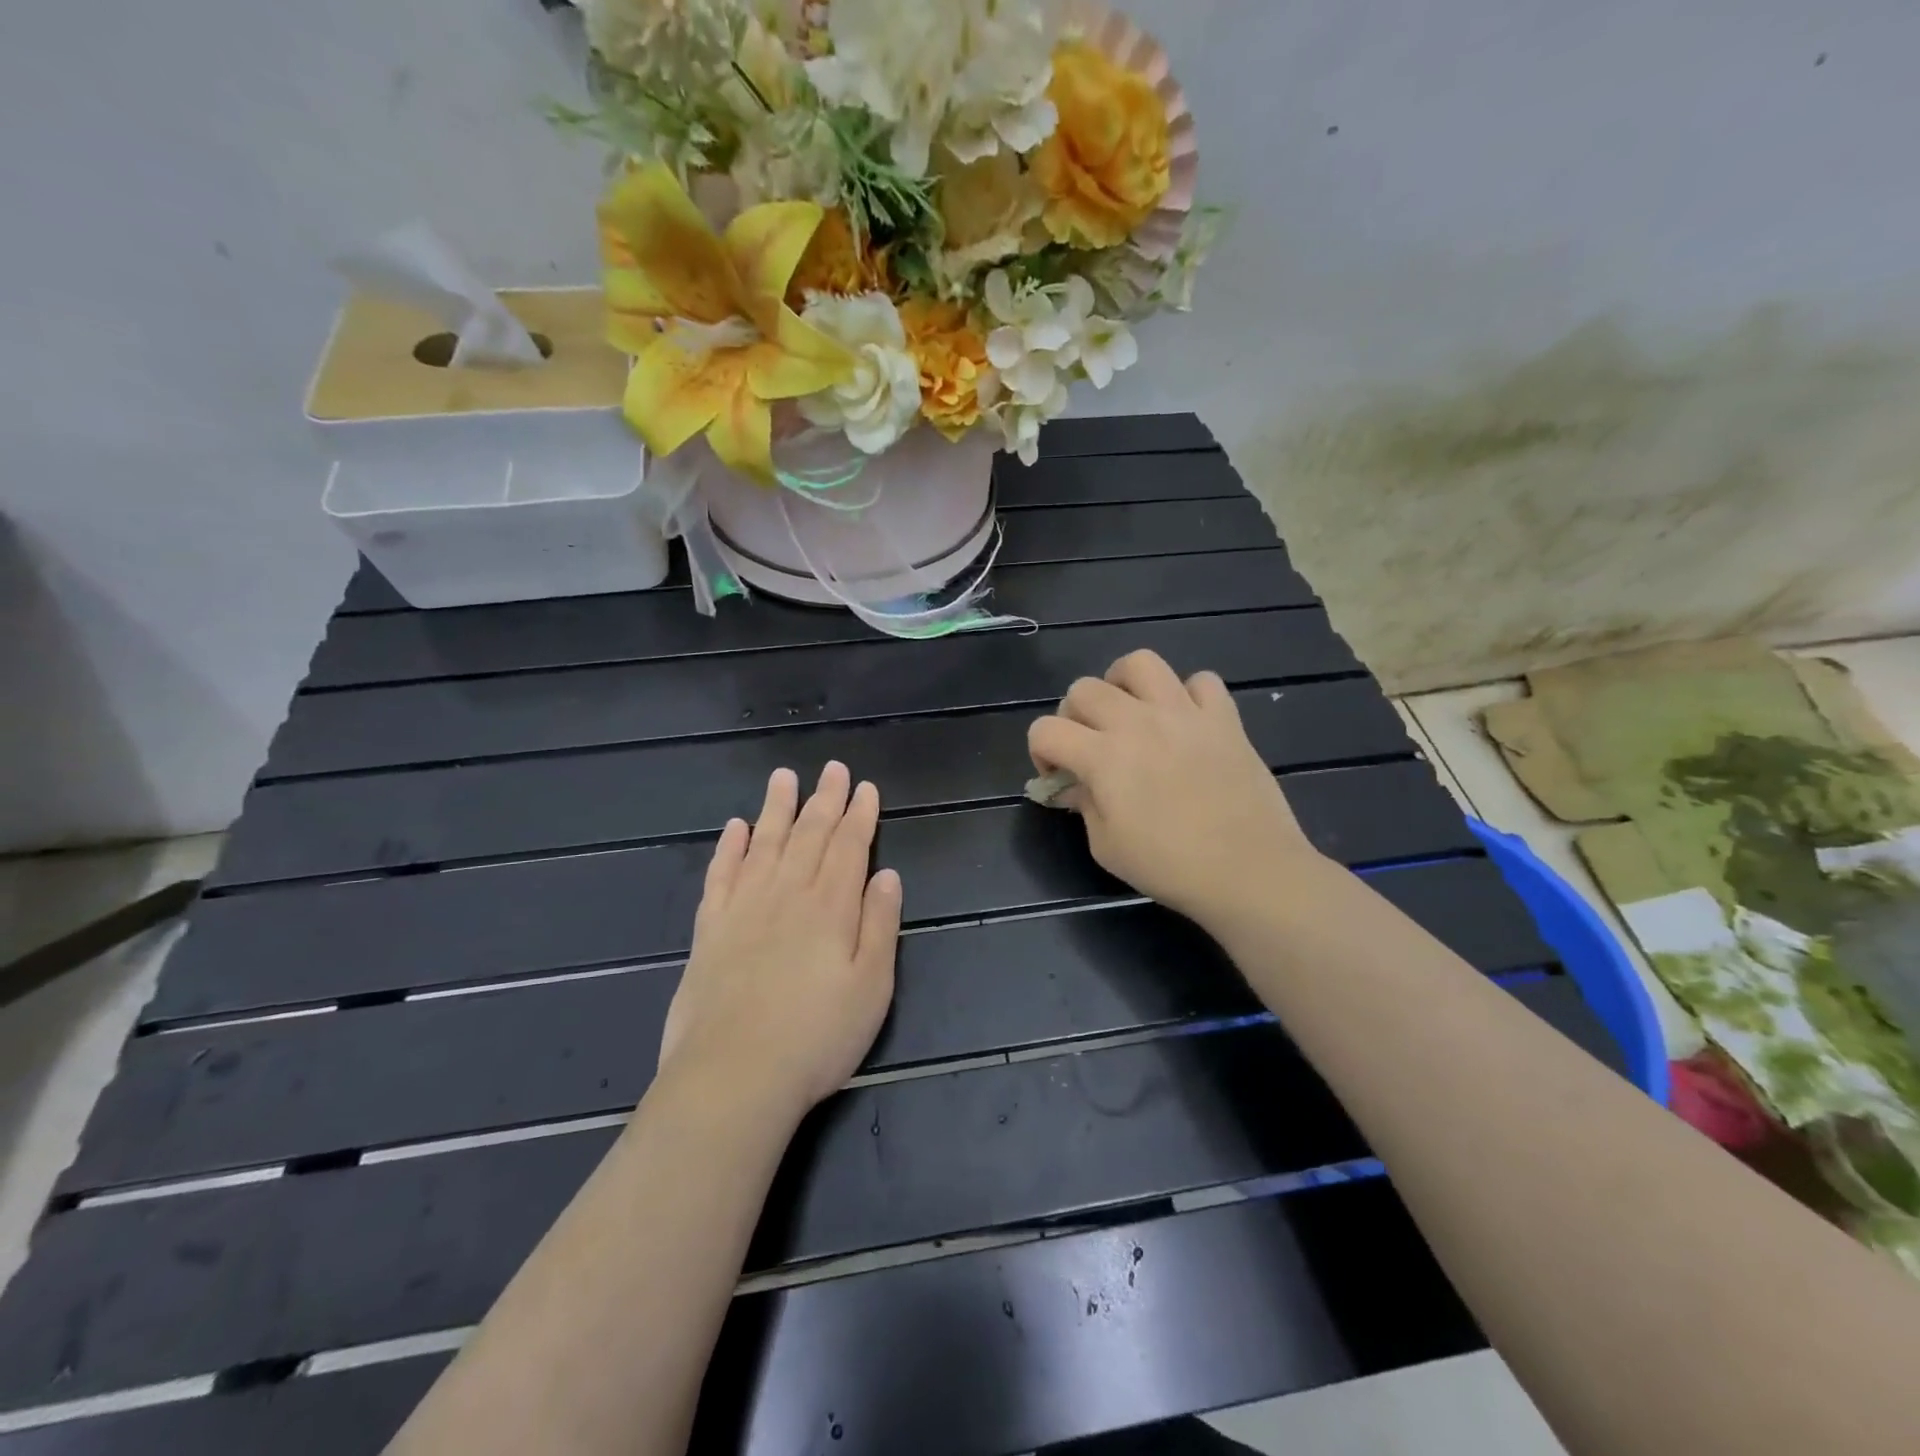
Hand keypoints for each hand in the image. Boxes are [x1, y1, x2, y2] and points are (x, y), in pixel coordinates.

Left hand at [658, 763, 902, 1122]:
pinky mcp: (710, 930)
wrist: (733, 1077)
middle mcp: (787, 894)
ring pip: (764, 843)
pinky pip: (721, 875)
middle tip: (832, 768)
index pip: (849, 846)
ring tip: (783, 777)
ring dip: (776, 809)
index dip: (859, 815)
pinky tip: (735, 827)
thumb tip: (887, 875)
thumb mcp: (872, 987)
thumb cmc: (816, 1037)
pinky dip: (729, 848)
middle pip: (809, 835)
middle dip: (824, 799)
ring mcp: (744, 908)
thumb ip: (880, 925)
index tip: (865, 787)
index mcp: (831, 907)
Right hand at [1027, 650, 1323, 927]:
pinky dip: (1187, 695)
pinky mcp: (1224, 717)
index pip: (1045, 729)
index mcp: (1103, 757)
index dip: (1040, 752)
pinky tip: (1185, 722)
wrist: (1249, 871)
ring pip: (1140, 663)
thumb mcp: (1107, 847)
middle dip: (1073, 715)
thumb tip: (1076, 785)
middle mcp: (1138, 722)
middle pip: (1084, 689)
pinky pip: (1201, 681)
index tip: (1058, 777)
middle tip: (1089, 745)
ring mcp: (1184, 713)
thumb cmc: (1170, 867)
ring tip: (1130, 711)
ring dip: (1123, 683)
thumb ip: (1084, 806)